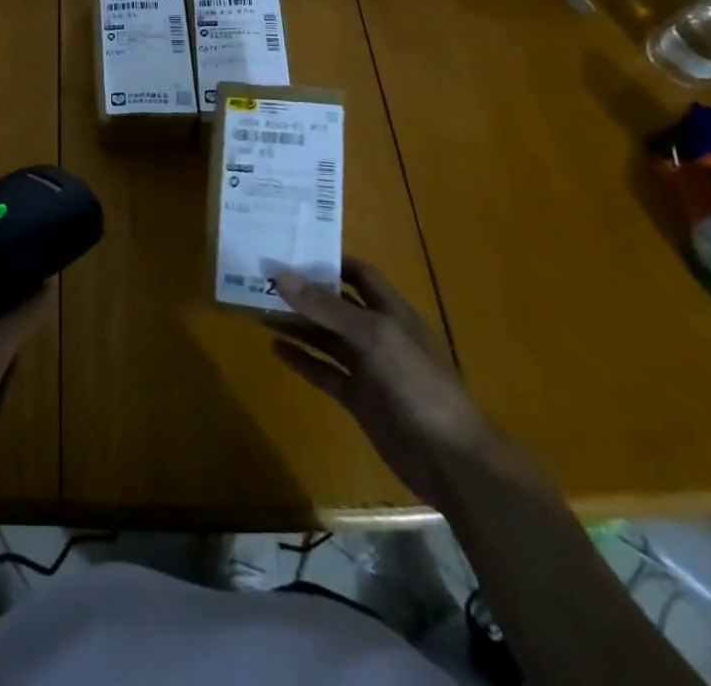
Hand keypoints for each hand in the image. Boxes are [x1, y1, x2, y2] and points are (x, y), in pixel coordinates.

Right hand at [269, 257, 498, 503]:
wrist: (451, 461)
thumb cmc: (418, 385)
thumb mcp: (373, 337)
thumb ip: (327, 307)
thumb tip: (280, 274)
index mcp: (391, 312)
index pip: (359, 273)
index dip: (329, 260)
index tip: (291, 249)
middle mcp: (378, 334)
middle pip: (337, 305)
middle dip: (305, 292)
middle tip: (263, 278)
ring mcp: (368, 368)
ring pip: (326, 337)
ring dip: (297, 323)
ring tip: (259, 308)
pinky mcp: (359, 399)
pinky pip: (325, 372)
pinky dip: (302, 359)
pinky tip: (275, 348)